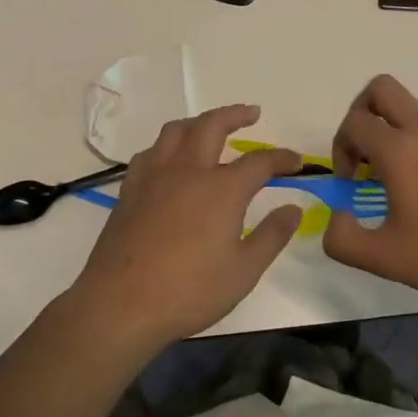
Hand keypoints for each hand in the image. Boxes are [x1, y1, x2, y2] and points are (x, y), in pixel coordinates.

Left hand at [70, 104, 303, 354]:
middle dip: (235, 114)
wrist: (121, 304)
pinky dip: (167, 146)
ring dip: (198, 122)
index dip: (281, 158)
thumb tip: (293, 208)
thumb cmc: (189, 291)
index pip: (259, 161)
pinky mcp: (130, 189)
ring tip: (210, 127)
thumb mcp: (243, 271)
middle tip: (252, 113)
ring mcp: (155, 176)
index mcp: (222, 189)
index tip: (296, 161)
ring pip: (176, 131)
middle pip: (212, 125)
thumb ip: (272, 235)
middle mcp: (189, 170)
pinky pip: (151, 152)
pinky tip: (170, 159)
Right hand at [322, 75, 417, 314]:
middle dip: (359, 114)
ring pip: (406, 106)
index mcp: (401, 150)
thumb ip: (342, 239)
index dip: (340, 150)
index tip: (351, 185)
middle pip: (380, 89)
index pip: (354, 123)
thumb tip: (336, 217)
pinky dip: (411, 139)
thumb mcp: (384, 258)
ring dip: (386, 128)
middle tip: (361, 154)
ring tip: (389, 176)